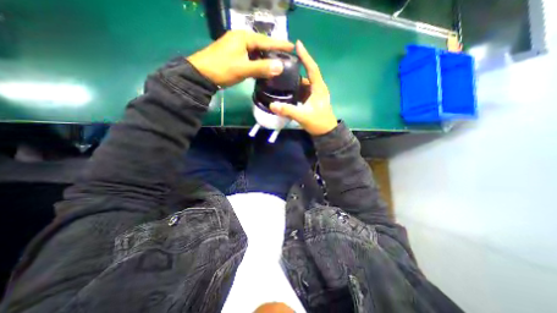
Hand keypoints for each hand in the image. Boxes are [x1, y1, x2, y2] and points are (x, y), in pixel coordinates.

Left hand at [186, 31, 292, 86]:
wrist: (201, 74)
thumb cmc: (222, 69)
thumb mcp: (243, 69)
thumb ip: (262, 68)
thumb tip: (281, 67)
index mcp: (244, 38)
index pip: (266, 41)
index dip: (280, 45)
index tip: (292, 46)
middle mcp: (241, 39)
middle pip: (261, 45)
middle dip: (273, 52)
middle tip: (285, 58)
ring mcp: (236, 47)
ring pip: (256, 52)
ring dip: (265, 59)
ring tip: (276, 65)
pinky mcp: (234, 56)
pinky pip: (250, 58)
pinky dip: (257, 63)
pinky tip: (262, 69)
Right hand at [269, 40, 336, 134]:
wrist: (326, 133)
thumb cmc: (318, 122)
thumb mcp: (303, 116)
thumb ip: (288, 110)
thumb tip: (272, 105)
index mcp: (318, 88)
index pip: (312, 68)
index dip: (305, 56)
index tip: (298, 44)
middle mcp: (317, 88)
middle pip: (306, 74)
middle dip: (296, 69)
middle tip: (283, 64)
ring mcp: (314, 95)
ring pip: (303, 84)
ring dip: (294, 81)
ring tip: (281, 77)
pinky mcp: (311, 100)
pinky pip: (302, 91)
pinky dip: (295, 90)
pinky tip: (286, 91)